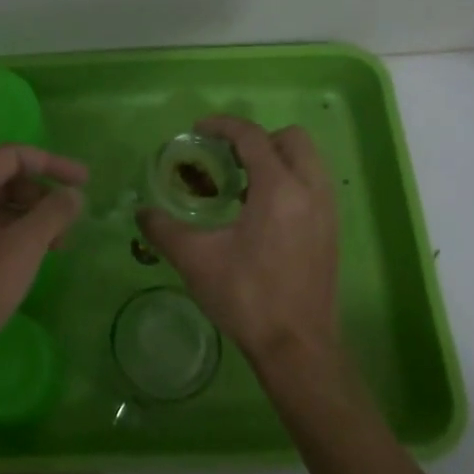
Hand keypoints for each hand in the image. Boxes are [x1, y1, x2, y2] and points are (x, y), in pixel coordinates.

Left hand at [0, 145, 88, 402]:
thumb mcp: (20, 251)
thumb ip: (51, 216)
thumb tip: (74, 193)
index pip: (12, 155)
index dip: (51, 163)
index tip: (85, 181)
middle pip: (4, 177)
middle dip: (42, 192)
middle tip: (72, 220)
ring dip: (32, 216)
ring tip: (60, 245)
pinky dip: (16, 235)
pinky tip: (34, 260)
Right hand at [138, 116, 339, 363]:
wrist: (296, 347)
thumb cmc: (246, 297)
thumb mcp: (195, 260)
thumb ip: (164, 229)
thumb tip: (142, 212)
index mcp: (279, 189)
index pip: (253, 137)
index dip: (223, 126)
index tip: (198, 130)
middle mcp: (310, 191)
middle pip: (291, 139)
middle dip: (257, 139)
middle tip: (226, 158)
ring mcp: (327, 211)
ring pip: (307, 161)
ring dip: (275, 159)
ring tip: (241, 185)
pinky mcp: (331, 231)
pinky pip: (313, 185)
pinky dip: (289, 181)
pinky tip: (259, 212)